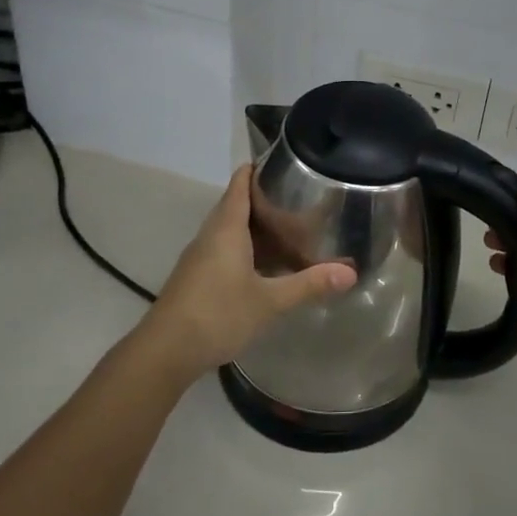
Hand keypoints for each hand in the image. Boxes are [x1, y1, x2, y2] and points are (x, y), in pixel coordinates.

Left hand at [139, 165, 355, 382]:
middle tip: (302, 200)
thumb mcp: (269, 301)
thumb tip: (350, 272)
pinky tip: (267, 267)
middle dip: (266, 200)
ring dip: (257, 228)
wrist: (165, 352)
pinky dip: (247, 249)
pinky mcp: (197, 277)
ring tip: (291, 230)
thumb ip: (309, 284)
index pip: (241, 183)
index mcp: (226, 228)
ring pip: (231, 230)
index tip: (287, 163)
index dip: (259, 169)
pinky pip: (225, 250)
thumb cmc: (218, 314)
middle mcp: (211, 235)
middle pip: (237, 204)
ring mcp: (200, 257)